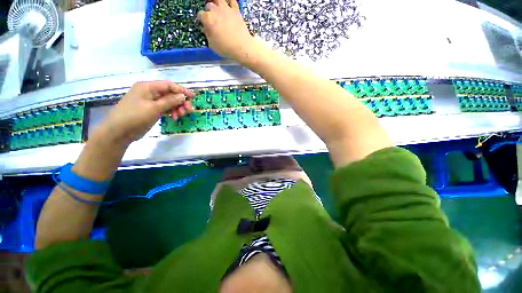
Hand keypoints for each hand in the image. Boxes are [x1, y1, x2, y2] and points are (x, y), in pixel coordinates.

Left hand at [95, 81, 193, 145]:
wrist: (119, 131)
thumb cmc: (135, 117)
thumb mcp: (154, 108)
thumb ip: (170, 101)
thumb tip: (182, 96)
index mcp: (148, 87)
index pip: (169, 85)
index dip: (182, 90)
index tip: (193, 97)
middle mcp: (150, 92)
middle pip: (170, 93)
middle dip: (180, 101)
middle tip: (188, 110)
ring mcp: (150, 101)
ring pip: (169, 101)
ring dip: (177, 108)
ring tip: (179, 116)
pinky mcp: (151, 109)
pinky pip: (165, 108)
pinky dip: (171, 111)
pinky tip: (174, 117)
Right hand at [198, 0, 257, 62]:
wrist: (242, 47)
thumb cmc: (226, 48)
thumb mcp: (212, 45)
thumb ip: (208, 34)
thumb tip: (206, 29)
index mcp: (208, 19)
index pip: (201, 15)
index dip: (201, 20)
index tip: (203, 24)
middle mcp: (216, 11)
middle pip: (209, 6)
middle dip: (209, 11)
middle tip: (211, 18)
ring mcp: (226, 9)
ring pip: (218, 0)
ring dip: (217, 3)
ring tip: (218, 9)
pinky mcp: (236, 11)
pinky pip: (232, 1)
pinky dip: (230, 2)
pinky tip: (229, 4)